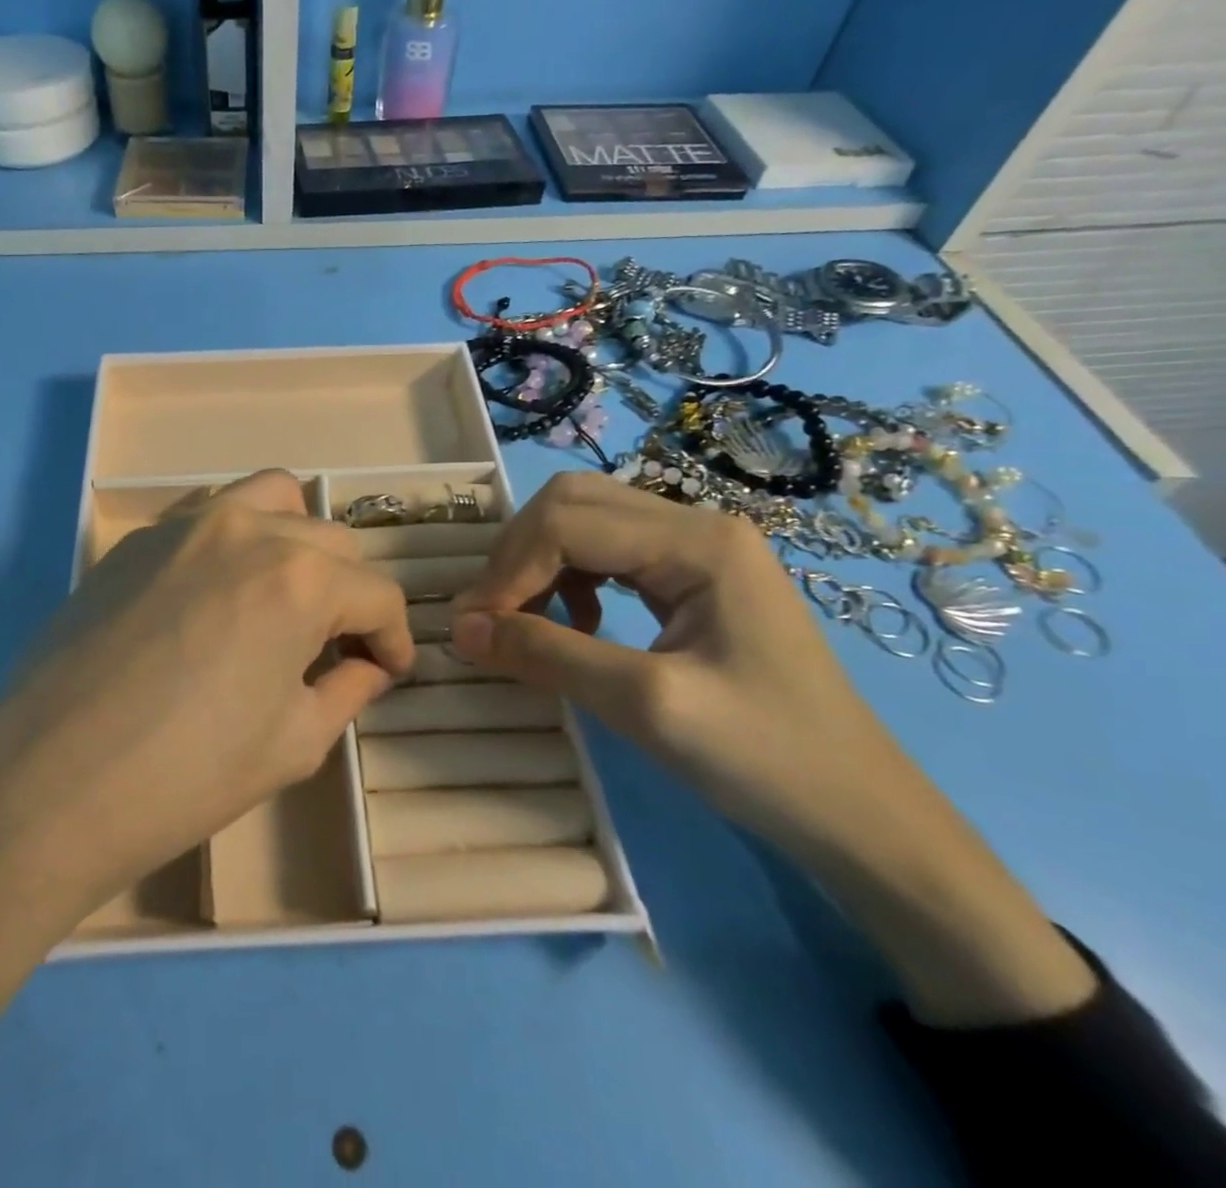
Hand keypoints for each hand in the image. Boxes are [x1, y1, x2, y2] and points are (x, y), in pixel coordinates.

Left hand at [0, 469, 414, 934]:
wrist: (49, 784)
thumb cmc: (186, 776)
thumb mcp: (293, 744)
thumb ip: (346, 691)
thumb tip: (368, 666)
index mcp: (298, 578)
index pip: (375, 593)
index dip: (394, 637)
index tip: (388, 669)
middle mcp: (246, 529)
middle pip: (330, 541)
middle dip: (348, 593)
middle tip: (334, 647)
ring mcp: (184, 525)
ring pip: (270, 499)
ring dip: (296, 542)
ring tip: (283, 595)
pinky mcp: (137, 539)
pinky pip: (208, 511)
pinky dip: (237, 534)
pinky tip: (220, 588)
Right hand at [450, 473, 1092, 1026]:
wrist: (861, 817)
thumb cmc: (765, 761)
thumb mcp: (645, 706)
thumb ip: (547, 655)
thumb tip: (460, 627)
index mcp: (699, 542)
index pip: (567, 523)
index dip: (508, 571)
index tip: (472, 630)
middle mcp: (697, 524)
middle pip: (571, 503)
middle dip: (517, 556)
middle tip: (490, 619)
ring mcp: (698, 546)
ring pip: (583, 520)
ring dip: (537, 564)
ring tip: (523, 623)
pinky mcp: (693, 575)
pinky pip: (606, 552)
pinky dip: (567, 578)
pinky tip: (574, 625)